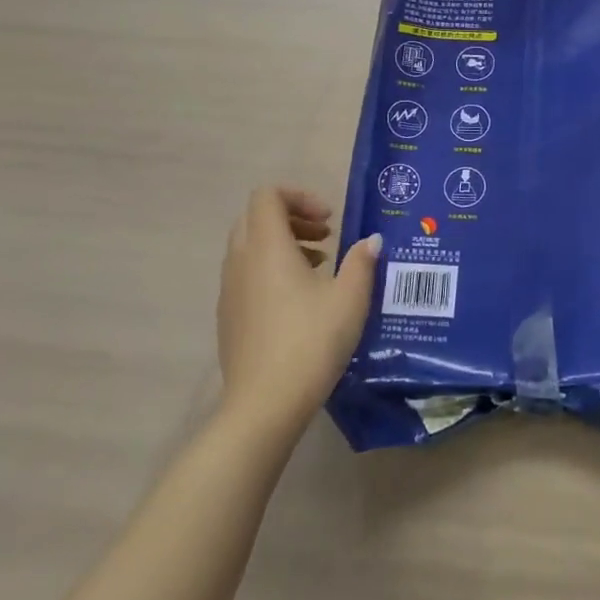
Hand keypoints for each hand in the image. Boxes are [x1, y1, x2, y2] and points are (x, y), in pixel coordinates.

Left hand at [215, 186, 380, 442]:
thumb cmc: (311, 341)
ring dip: (283, 244)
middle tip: (326, 236)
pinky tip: (300, 300)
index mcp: (267, 247)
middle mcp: (241, 261)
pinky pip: (246, 274)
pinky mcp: (228, 316)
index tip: (330, 219)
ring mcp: (229, 290)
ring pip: (249, 247)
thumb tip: (371, 241)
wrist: (265, 404)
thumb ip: (361, 262)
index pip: (268, 195)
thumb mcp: (350, 298)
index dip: (300, 196)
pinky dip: (271, 270)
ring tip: (319, 266)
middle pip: (256, 217)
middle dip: (292, 218)